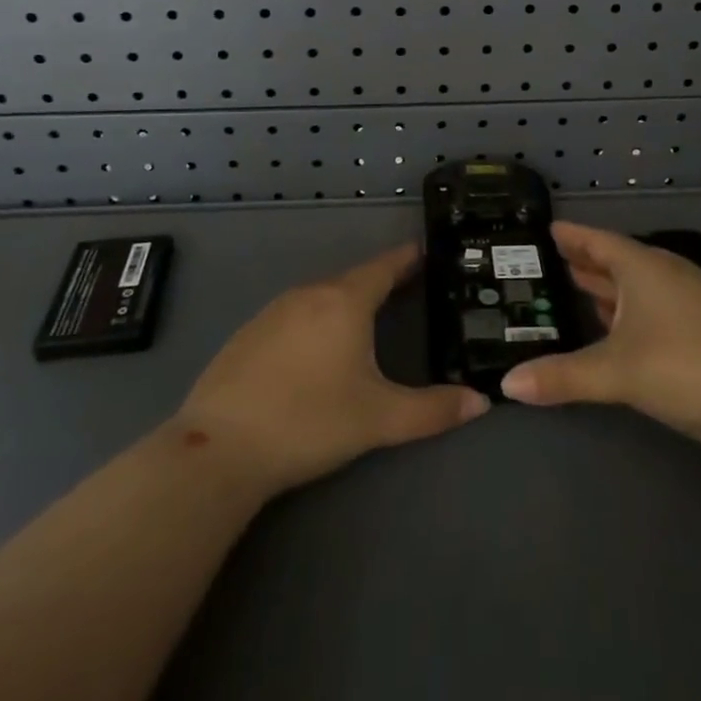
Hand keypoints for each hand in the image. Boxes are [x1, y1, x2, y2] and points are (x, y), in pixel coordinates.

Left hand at [176, 244, 488, 494]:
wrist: (219, 449)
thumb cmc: (309, 422)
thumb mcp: (379, 419)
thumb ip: (433, 410)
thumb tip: (482, 402)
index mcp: (345, 300)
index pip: (385, 265)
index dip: (408, 258)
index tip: (427, 251)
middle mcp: (310, 293)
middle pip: (354, 278)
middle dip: (381, 281)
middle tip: (407, 290)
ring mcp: (274, 311)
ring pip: (322, 296)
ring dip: (347, 301)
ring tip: (368, 318)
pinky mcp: (248, 333)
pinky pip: (295, 314)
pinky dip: (316, 319)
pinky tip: (316, 350)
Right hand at [500, 222, 700, 449]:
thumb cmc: (686, 367)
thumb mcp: (617, 372)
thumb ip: (562, 376)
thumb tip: (507, 384)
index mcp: (643, 267)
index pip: (597, 241)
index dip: (571, 236)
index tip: (546, 229)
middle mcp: (666, 273)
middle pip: (618, 260)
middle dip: (586, 261)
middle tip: (551, 262)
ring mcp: (692, 298)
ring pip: (639, 284)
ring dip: (609, 287)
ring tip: (579, 289)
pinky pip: (656, 304)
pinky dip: (631, 309)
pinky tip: (623, 328)